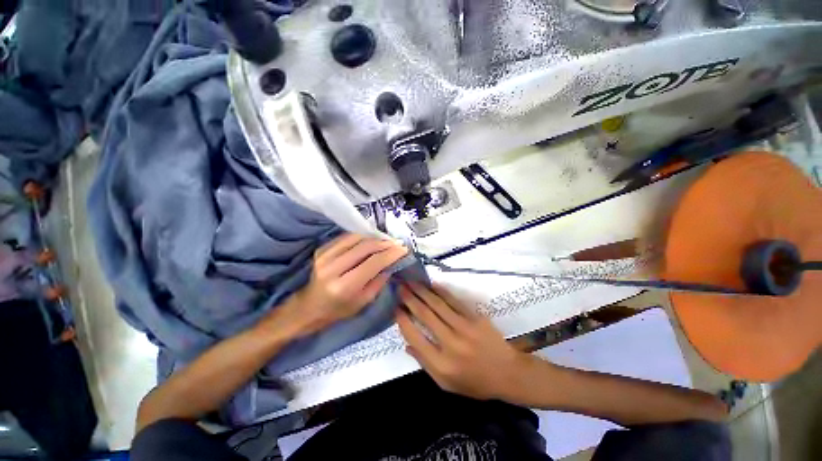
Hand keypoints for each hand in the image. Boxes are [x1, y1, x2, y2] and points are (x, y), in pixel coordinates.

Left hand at [273, 234, 407, 336]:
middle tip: (397, 243)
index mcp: (344, 286)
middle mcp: (332, 268)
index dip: (391, 253)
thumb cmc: (339, 309)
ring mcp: (324, 256)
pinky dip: (362, 237)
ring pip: (356, 238)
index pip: (373, 262)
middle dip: (384, 243)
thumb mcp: (363, 302)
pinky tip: (371, 240)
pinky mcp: (322, 249)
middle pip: (365, 247)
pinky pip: (346, 237)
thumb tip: (392, 261)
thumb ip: (379, 281)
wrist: (309, 306)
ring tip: (386, 241)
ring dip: (374, 237)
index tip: (403, 249)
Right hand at [396, 283, 534, 400]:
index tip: (395, 309)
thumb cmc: (475, 382)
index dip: (403, 321)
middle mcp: (451, 343)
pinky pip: (454, 301)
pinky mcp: (475, 317)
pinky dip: (441, 291)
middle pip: (425, 315)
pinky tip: (432, 284)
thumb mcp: (446, 384)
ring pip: (438, 304)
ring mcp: (464, 327)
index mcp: (442, 364)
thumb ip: (425, 364)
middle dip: (410, 299)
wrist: (508, 373)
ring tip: (411, 282)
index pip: (416, 337)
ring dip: (422, 291)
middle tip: (400, 287)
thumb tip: (407, 344)